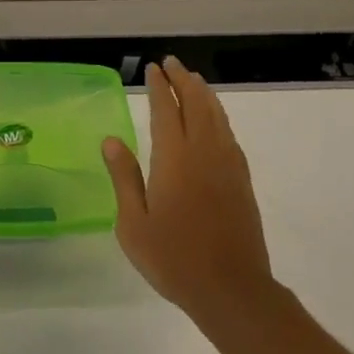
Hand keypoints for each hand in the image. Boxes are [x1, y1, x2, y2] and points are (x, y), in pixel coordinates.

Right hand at [103, 58, 276, 329]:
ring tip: (193, 79)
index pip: (166, 109)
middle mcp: (203, 150)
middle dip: (182, 79)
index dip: (159, 86)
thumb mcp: (134, 224)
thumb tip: (111, 140)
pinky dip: (219, 115)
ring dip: (203, 92)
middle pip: (195, 103)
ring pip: (216, 114)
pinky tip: (214, 119)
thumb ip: (124, 178)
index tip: (152, 68)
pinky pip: (228, 133)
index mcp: (174, 157)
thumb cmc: (174, 258)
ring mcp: (226, 163)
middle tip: (172, 63)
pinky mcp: (241, 179)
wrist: (232, 290)